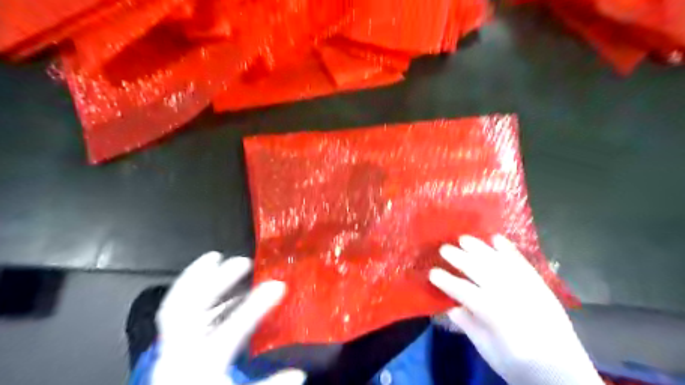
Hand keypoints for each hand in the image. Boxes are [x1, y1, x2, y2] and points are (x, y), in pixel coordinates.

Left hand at [153, 251, 305, 383]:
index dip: (255, 307)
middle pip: (188, 310)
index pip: (230, 331)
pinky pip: (174, 310)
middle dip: (215, 281)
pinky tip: (206, 282)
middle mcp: (180, 352)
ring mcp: (171, 347)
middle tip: (242, 262)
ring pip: (176, 305)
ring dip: (195, 278)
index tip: (278, 286)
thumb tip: (299, 374)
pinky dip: (188, 290)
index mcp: (201, 365)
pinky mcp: (169, 344)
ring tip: (214, 258)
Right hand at [430, 237, 600, 383]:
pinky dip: (508, 249)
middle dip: (459, 258)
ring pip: (499, 261)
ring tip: (464, 238)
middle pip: (481, 270)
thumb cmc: (519, 365)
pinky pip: (522, 262)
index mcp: (496, 316)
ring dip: (480, 248)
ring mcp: (528, 288)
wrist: (564, 373)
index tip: (432, 273)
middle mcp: (511, 296)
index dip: (447, 281)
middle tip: (444, 249)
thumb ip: (468, 324)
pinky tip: (496, 238)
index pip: (465, 292)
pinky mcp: (540, 285)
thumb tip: (449, 305)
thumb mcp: (487, 350)